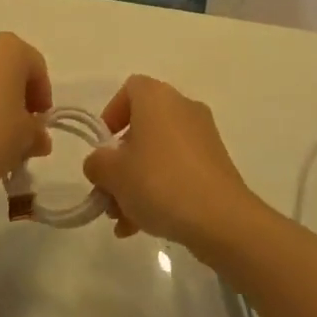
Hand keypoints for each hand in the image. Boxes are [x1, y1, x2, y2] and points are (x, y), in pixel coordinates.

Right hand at [81, 76, 259, 253]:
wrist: (220, 218)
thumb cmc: (159, 182)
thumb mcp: (113, 173)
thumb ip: (96, 163)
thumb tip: (100, 164)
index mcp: (157, 98)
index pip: (129, 90)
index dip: (110, 115)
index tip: (102, 148)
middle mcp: (183, 108)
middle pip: (142, 128)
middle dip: (120, 162)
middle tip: (108, 193)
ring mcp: (203, 137)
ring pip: (158, 154)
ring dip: (136, 183)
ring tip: (122, 220)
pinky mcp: (216, 164)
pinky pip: (178, 170)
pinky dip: (160, 191)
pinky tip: (143, 226)